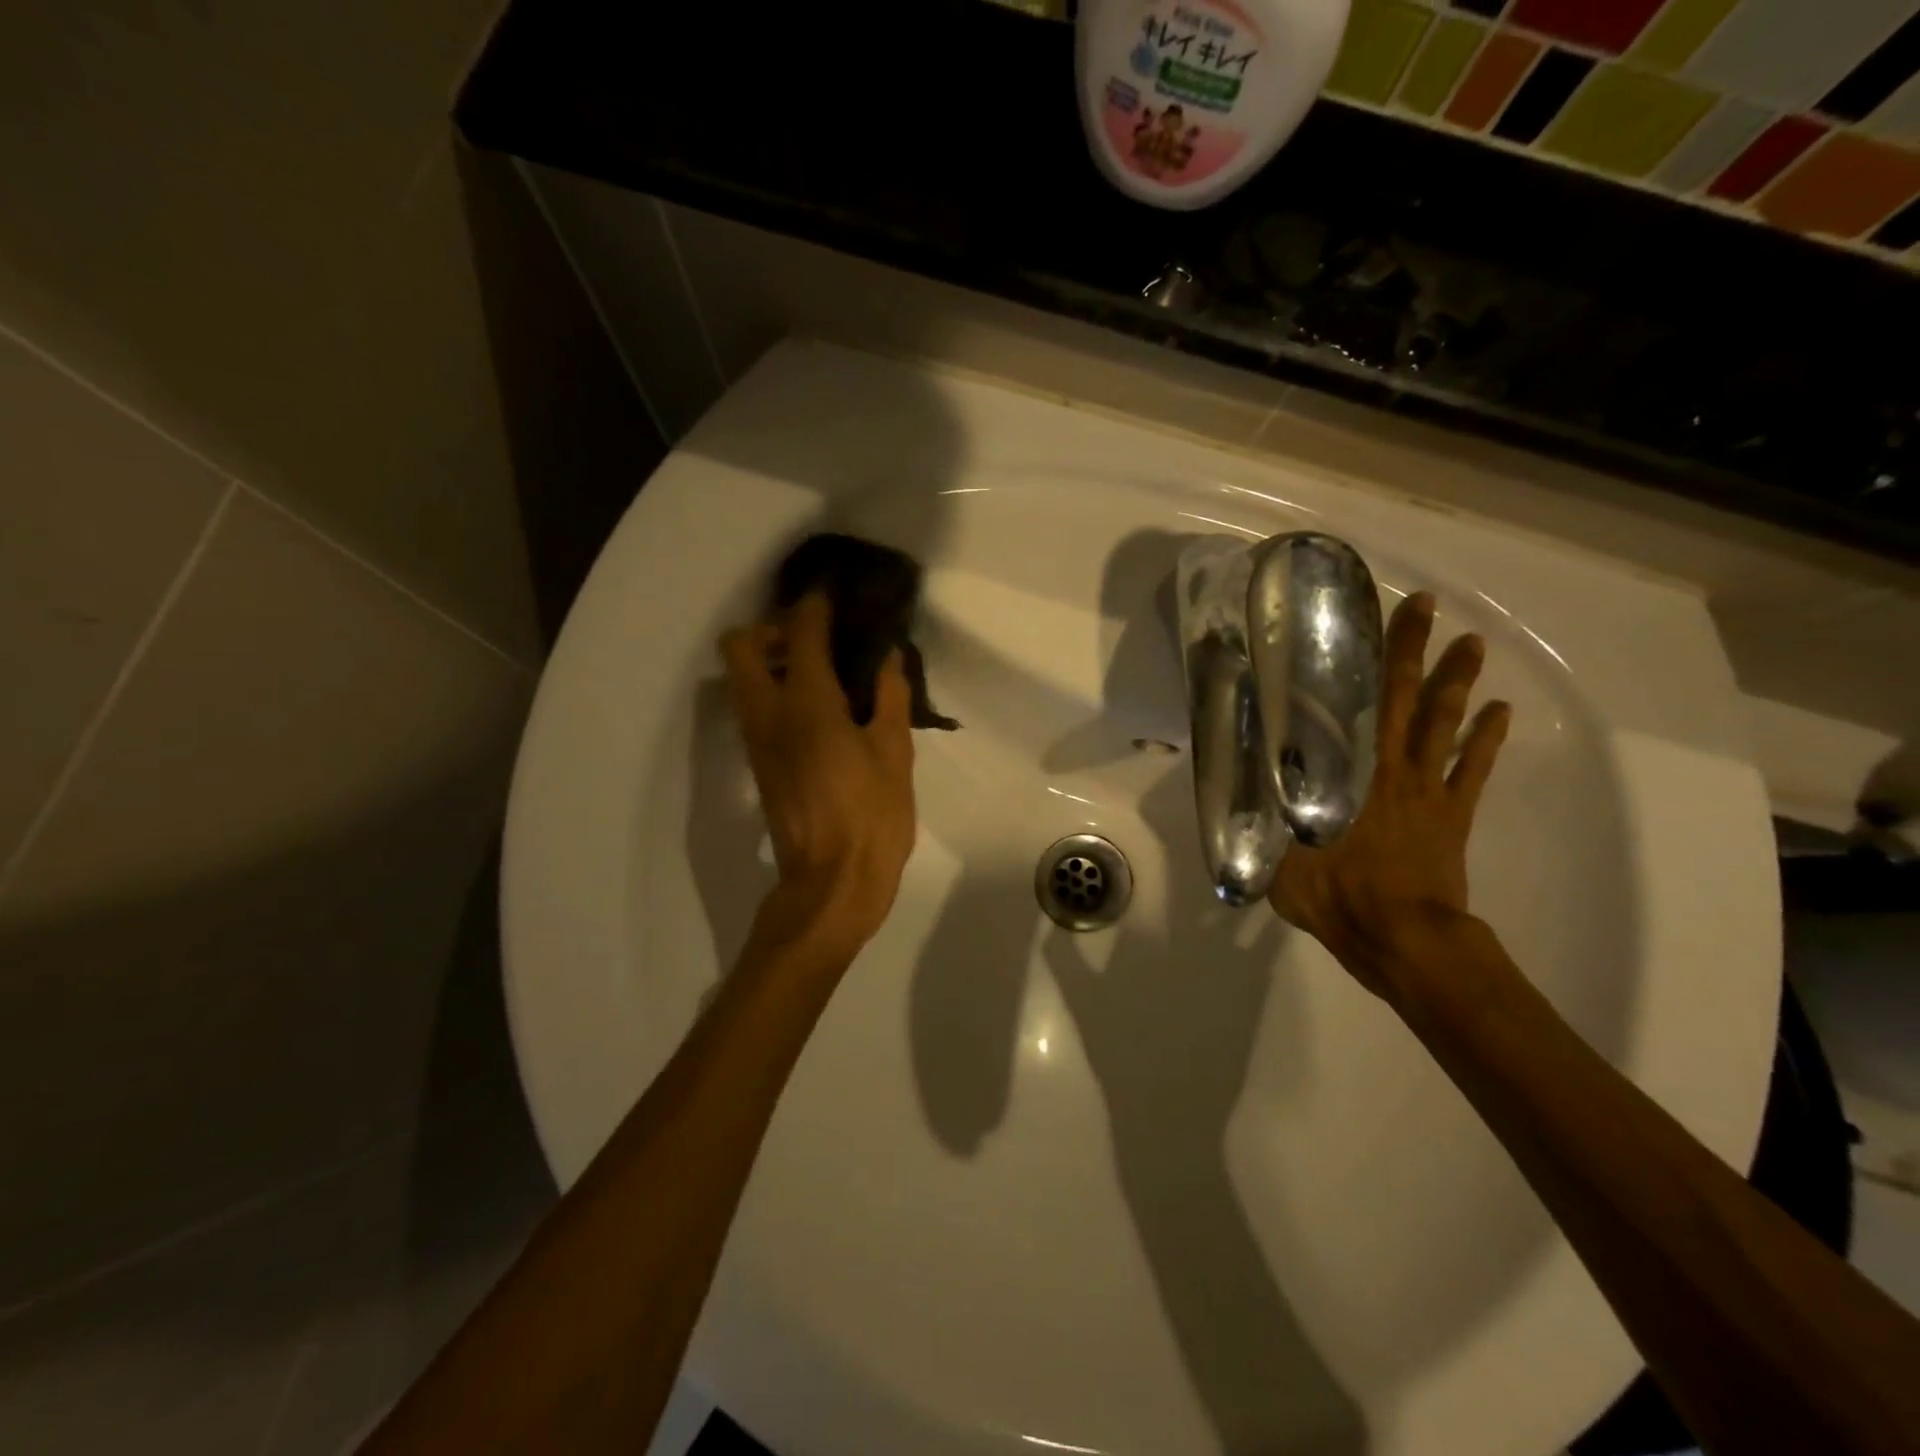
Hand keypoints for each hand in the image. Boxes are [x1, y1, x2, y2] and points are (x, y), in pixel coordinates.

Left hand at [721, 592, 916, 960]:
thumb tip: (889, 657)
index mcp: (807, 704)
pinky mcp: (759, 763)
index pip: (800, 632)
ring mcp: (757, 740)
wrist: (831, 884)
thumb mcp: (894, 754)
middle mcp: (769, 713)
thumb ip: (891, 698)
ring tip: (820, 671)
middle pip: (740, 645)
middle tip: (815, 641)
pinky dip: (774, 689)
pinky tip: (819, 708)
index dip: (815, 604)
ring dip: (770, 659)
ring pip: (741, 677)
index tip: (834, 593)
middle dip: (772, 628)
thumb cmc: (872, 817)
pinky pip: (754, 706)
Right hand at [1268, 592, 1509, 999]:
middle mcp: (1390, 767)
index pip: (1356, 705)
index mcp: (1349, 773)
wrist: (1401, 938)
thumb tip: (1236, 789)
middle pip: (1405, 698)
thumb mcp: (1278, 857)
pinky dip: (1487, 737)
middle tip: (1425, 605)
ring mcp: (1428, 788)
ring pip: (1444, 723)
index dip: (1365, 661)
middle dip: (1414, 648)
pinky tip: (1500, 709)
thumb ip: (1262, 819)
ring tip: (1471, 642)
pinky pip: (1473, 767)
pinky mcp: (1453, 813)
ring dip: (1457, 681)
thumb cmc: (1336, 896)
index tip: (1369, 622)